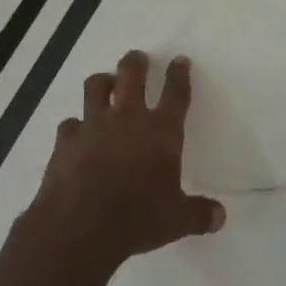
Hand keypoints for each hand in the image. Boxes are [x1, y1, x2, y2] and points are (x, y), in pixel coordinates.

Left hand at [23, 50, 225, 277]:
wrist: (80, 227)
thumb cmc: (137, 219)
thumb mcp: (176, 220)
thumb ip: (199, 214)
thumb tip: (220, 217)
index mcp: (161, 131)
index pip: (175, 93)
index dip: (179, 74)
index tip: (179, 61)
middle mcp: (127, 119)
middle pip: (132, 75)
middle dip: (136, 62)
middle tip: (138, 58)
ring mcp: (93, 126)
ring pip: (96, 87)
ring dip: (103, 81)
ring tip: (106, 83)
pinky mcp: (66, 141)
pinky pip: (70, 123)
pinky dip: (75, 126)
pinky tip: (77, 132)